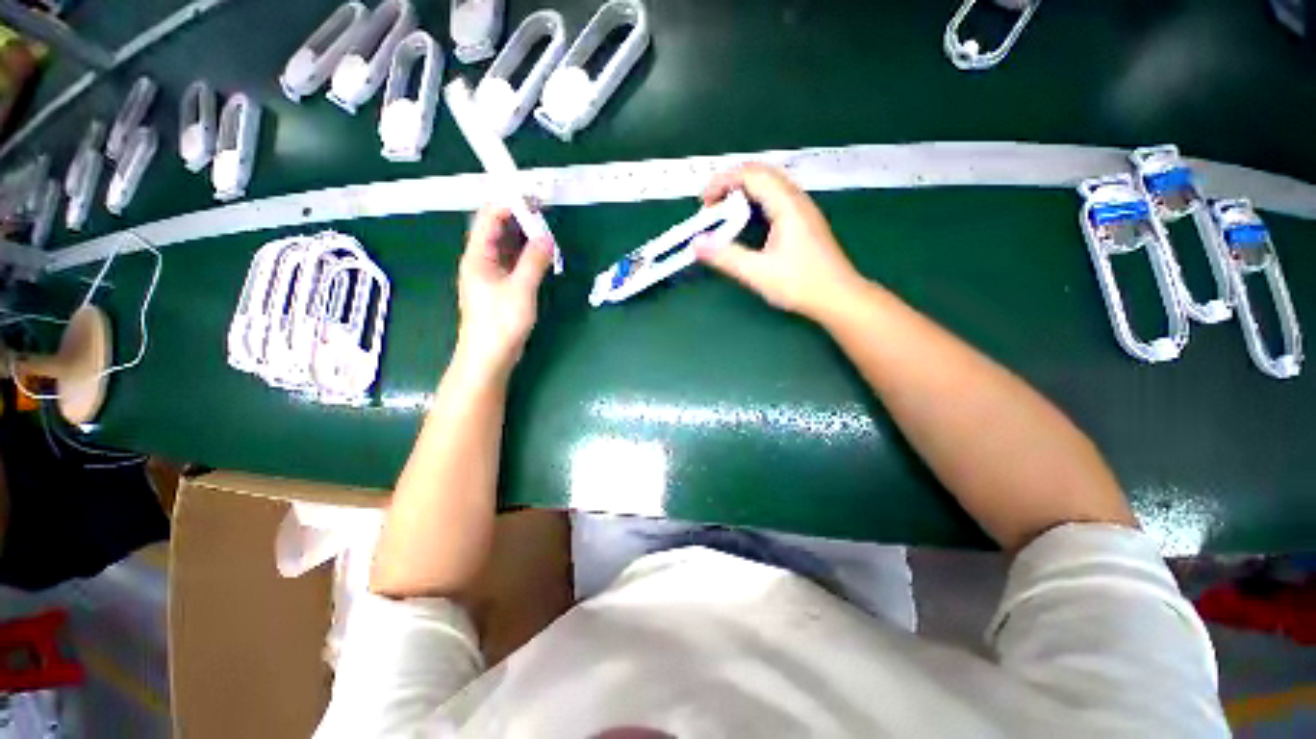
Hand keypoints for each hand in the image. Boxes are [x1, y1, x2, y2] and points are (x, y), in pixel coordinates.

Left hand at [454, 205, 554, 378]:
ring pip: (507, 247)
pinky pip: (513, 263)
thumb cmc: (500, 321)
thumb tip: (546, 238)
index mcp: (477, 256)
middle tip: (544, 211)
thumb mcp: (521, 288)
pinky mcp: (501, 288)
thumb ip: (534, 261)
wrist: (490, 356)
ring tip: (546, 229)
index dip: (508, 203)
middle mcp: (481, 261)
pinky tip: (541, 254)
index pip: (489, 218)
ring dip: (524, 237)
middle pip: (497, 230)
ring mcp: (490, 275)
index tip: (533, 197)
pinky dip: (526, 256)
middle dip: (519, 218)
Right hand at [695, 163, 863, 319]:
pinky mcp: (805, 222)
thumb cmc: (801, 284)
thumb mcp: (758, 273)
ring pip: (770, 185)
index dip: (723, 181)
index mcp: (787, 205)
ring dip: (744, 191)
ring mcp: (803, 210)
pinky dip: (755, 201)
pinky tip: (748, 222)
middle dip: (731, 183)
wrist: (840, 297)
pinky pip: (776, 198)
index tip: (703, 202)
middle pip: (761, 173)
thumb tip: (697, 244)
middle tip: (711, 205)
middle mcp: (797, 200)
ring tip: (725, 211)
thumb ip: (726, 257)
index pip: (751, 175)